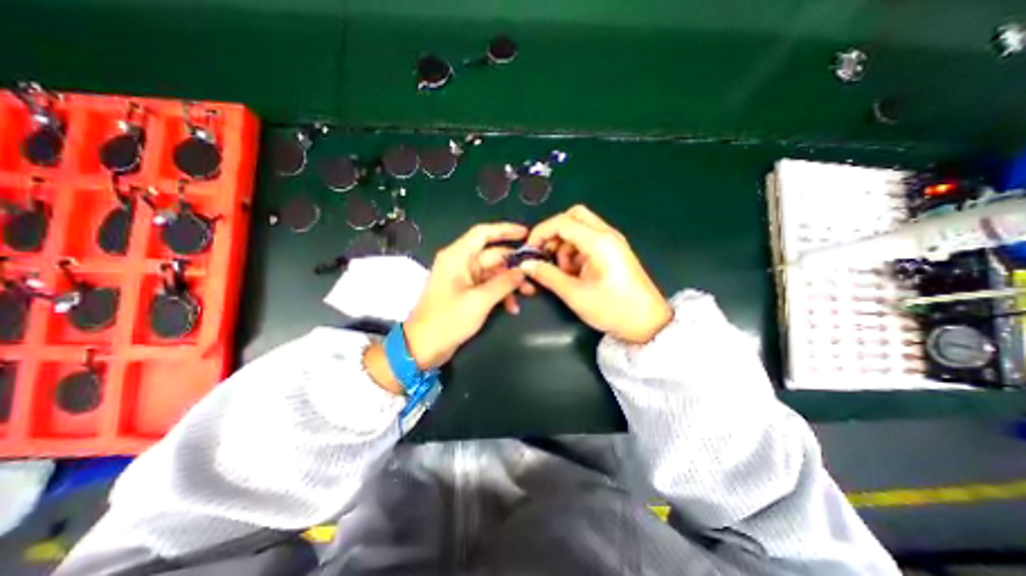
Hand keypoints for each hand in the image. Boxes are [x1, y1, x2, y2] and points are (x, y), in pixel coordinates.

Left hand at [404, 220, 528, 368]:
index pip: (483, 233)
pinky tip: (513, 307)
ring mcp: (464, 278)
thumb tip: (523, 271)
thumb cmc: (448, 320)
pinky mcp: (467, 292)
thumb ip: (503, 283)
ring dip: (510, 282)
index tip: (526, 233)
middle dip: (514, 265)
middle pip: (492, 255)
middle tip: (535, 273)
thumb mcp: (479, 301)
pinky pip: (489, 286)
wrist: (424, 346)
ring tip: (529, 292)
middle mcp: (461, 263)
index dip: (505, 230)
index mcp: (457, 257)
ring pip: (493, 272)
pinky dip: (501, 293)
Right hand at [521, 204, 674, 344]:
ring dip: (565, 244)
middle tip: (547, 255)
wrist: (648, 323)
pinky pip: (588, 240)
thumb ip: (548, 276)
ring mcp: (612, 241)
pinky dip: (575, 250)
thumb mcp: (575, 294)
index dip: (540, 233)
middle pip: (574, 216)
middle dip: (554, 233)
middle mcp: (607, 234)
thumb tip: (526, 265)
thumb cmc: (612, 309)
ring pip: (580, 227)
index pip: (562, 222)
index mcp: (599, 242)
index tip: (529, 250)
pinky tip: (575, 272)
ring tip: (563, 271)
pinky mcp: (614, 250)